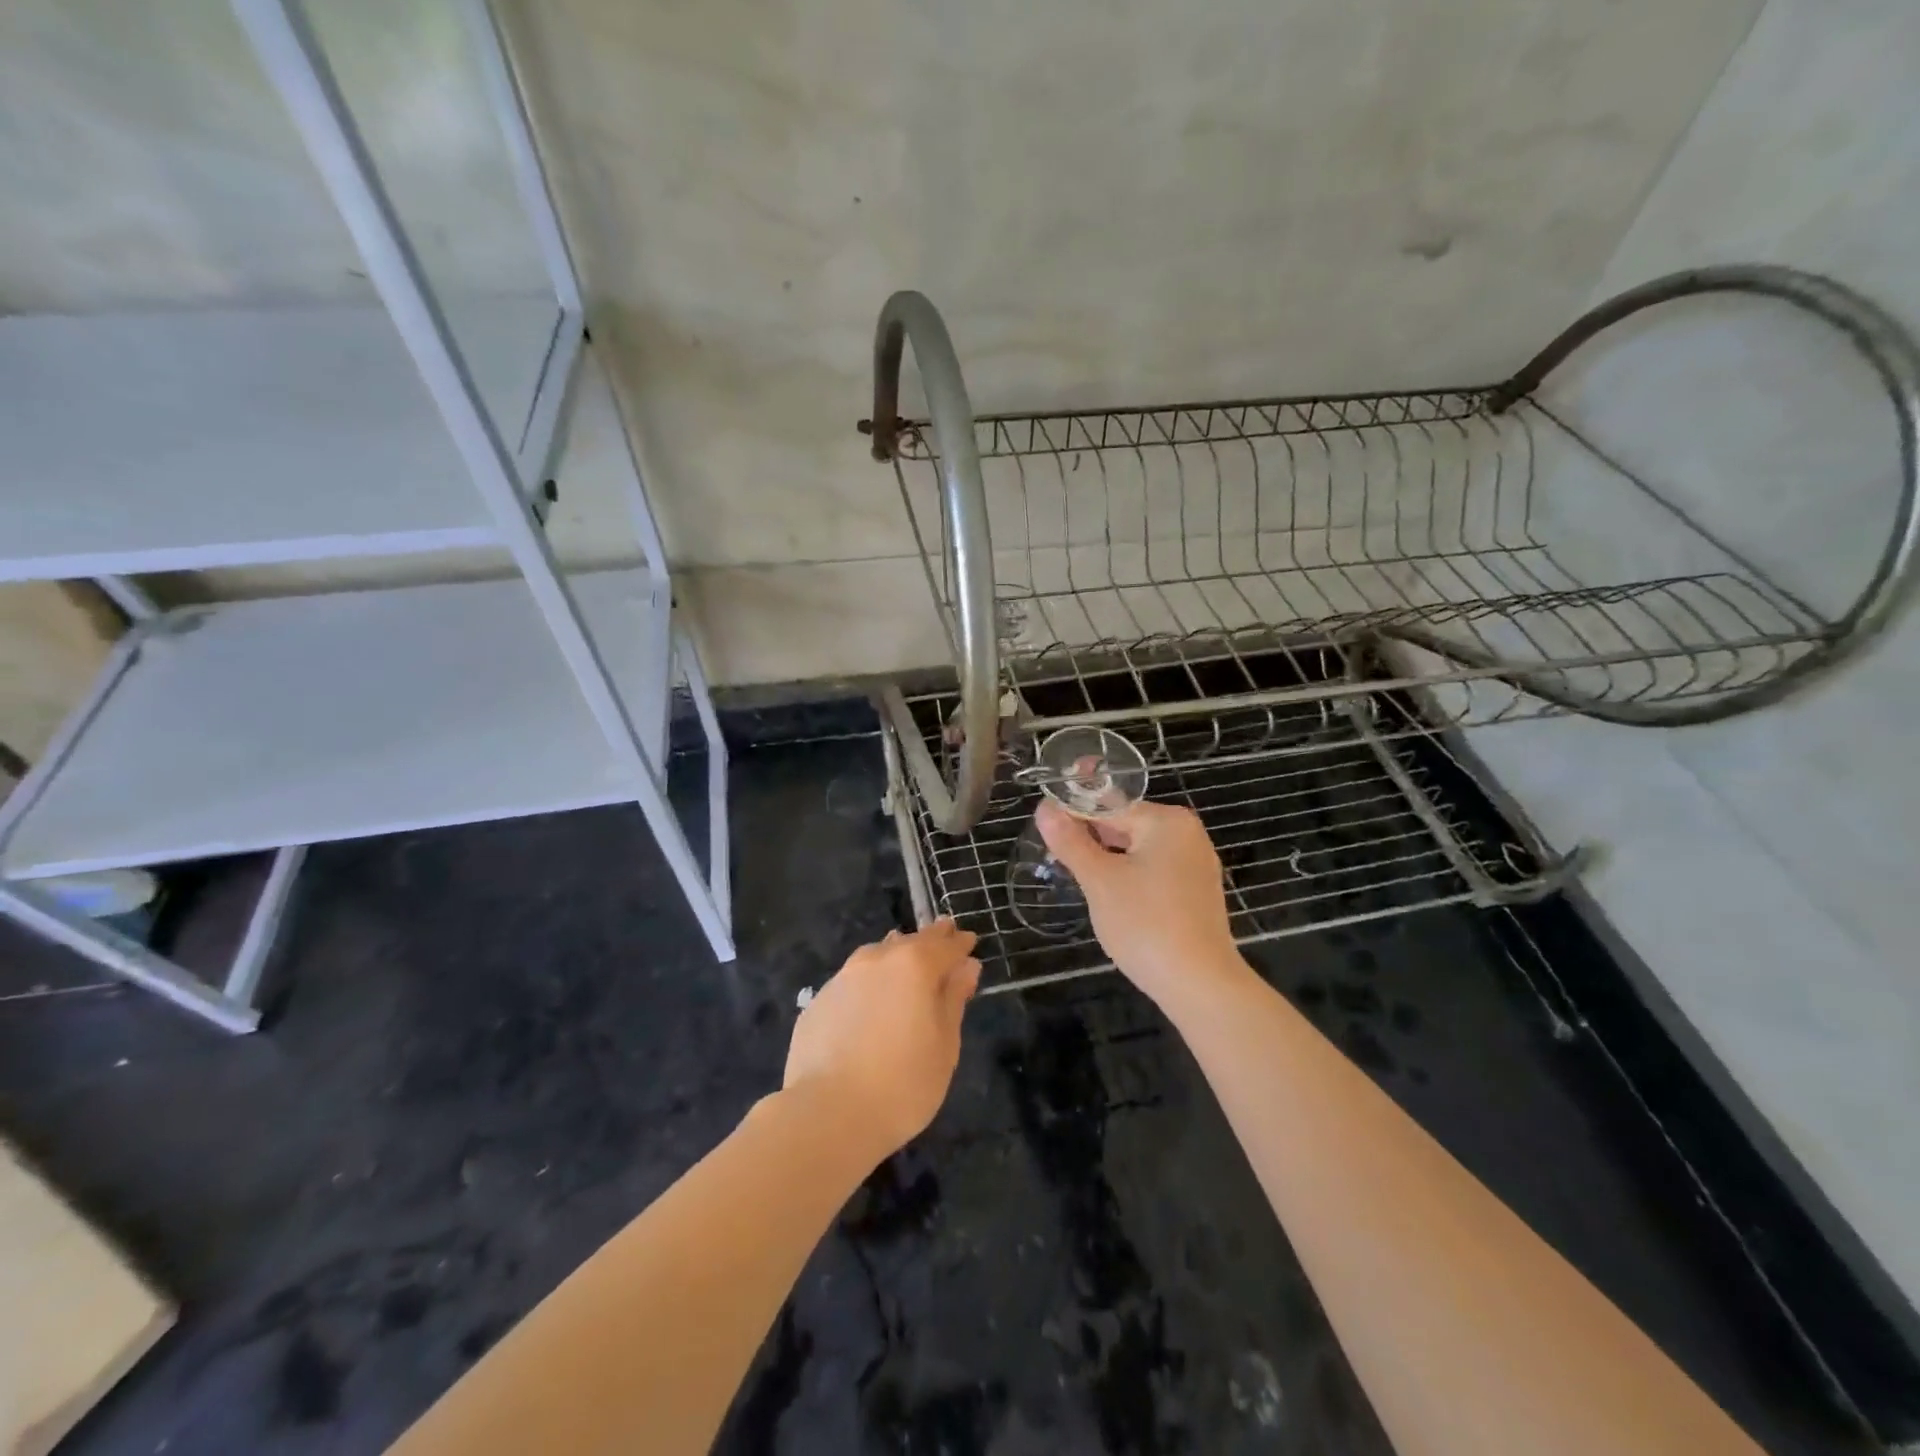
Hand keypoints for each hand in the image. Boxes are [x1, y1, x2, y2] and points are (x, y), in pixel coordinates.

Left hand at [782, 919, 980, 1159]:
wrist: (828, 1114)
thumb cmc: (903, 1083)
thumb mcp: (945, 1044)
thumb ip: (953, 999)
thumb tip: (966, 966)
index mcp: (914, 965)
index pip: (944, 945)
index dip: (959, 943)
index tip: (969, 940)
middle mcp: (877, 960)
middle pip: (910, 942)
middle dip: (930, 940)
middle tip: (943, 935)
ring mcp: (843, 978)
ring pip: (877, 955)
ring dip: (895, 954)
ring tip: (906, 961)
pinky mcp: (819, 1001)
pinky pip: (853, 981)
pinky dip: (869, 982)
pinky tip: (871, 1000)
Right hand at [1037, 798, 1241, 1006]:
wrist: (1199, 984)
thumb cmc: (1145, 924)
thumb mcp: (1099, 880)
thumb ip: (1070, 841)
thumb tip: (1044, 807)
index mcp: (1167, 821)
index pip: (1108, 807)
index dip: (1072, 818)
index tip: (1045, 835)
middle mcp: (1187, 834)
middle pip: (1124, 827)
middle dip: (1090, 842)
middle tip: (1056, 861)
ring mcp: (1195, 864)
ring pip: (1137, 851)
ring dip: (1107, 863)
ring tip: (1078, 880)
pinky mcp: (1196, 892)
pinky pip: (1153, 872)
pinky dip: (1129, 879)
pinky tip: (1111, 900)